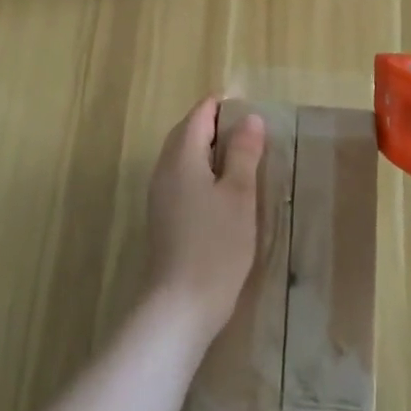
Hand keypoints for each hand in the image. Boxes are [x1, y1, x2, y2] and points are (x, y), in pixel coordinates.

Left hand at [146, 97, 265, 341]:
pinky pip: (181, 177)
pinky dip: (201, 170)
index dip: (221, 106)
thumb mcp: (239, 194)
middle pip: (186, 132)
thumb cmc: (216, 245)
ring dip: (208, 149)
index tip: (249, 109)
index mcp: (181, 156)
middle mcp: (164, 169)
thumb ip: (243, 153)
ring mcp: (160, 194)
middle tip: (249, 131)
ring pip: (182, 156)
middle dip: (214, 125)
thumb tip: (250, 118)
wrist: (180, 304)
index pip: (198, 115)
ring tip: (240, 157)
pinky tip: (222, 188)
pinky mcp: (163, 215)